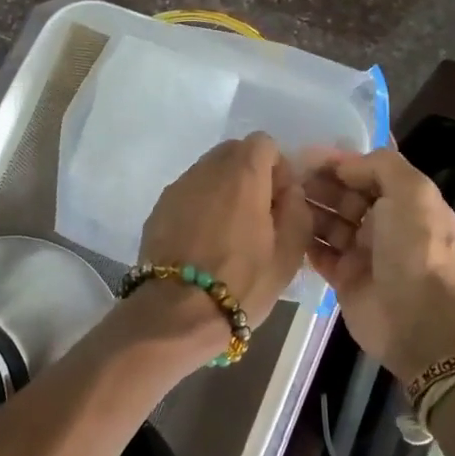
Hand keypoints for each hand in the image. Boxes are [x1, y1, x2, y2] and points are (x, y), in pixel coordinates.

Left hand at [127, 134, 314, 371]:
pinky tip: (203, 242)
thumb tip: (287, 190)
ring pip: (208, 173)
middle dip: (250, 175)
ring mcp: (178, 187)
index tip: (279, 201)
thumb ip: (296, 209)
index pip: (263, 142)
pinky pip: (188, 194)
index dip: (277, 167)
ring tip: (229, 233)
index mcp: (242, 174)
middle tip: (257, 216)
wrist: (177, 313)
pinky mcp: (158, 208)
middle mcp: (206, 170)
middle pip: (233, 153)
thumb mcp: (289, 253)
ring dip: (223, 191)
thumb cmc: (242, 283)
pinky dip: (200, 207)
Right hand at [302, 147, 454, 380]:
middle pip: (345, 195)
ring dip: (308, 208)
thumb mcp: (411, 192)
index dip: (340, 161)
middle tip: (287, 175)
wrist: (415, 318)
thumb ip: (380, 165)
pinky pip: (318, 252)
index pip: (368, 172)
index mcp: (406, 202)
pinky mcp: (344, 277)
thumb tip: (344, 164)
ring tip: (280, 197)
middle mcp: (385, 225)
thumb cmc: (414, 248)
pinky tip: (283, 225)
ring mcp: (363, 252)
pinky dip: (303, 239)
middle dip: (319, 183)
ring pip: (329, 222)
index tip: (307, 153)